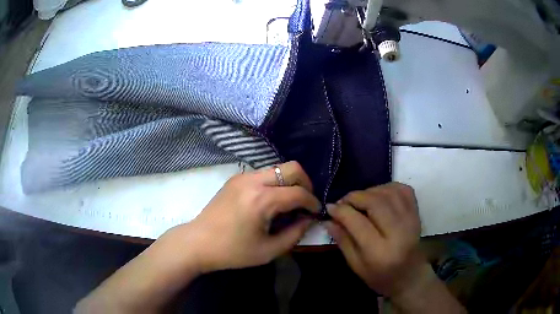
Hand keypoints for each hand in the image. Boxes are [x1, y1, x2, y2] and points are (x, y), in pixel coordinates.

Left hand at [165, 161, 320, 272]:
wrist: (197, 243)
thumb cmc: (232, 252)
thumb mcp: (269, 250)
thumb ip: (295, 234)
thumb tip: (309, 219)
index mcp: (262, 200)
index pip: (299, 192)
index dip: (312, 202)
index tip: (316, 212)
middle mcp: (253, 181)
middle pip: (292, 168)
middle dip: (305, 184)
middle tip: (305, 203)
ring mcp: (242, 176)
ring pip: (278, 168)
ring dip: (289, 182)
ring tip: (288, 204)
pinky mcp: (235, 178)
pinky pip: (264, 173)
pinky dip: (275, 183)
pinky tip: (270, 202)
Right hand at [324, 183, 426, 297]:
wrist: (410, 275)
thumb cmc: (380, 276)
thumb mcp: (356, 265)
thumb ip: (343, 240)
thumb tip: (328, 219)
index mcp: (380, 252)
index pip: (357, 222)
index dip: (341, 211)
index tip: (329, 207)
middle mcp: (398, 233)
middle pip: (375, 202)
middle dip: (354, 197)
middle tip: (343, 202)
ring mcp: (411, 220)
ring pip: (388, 192)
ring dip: (369, 191)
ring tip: (359, 200)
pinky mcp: (416, 213)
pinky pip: (402, 189)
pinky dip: (387, 187)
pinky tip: (378, 196)